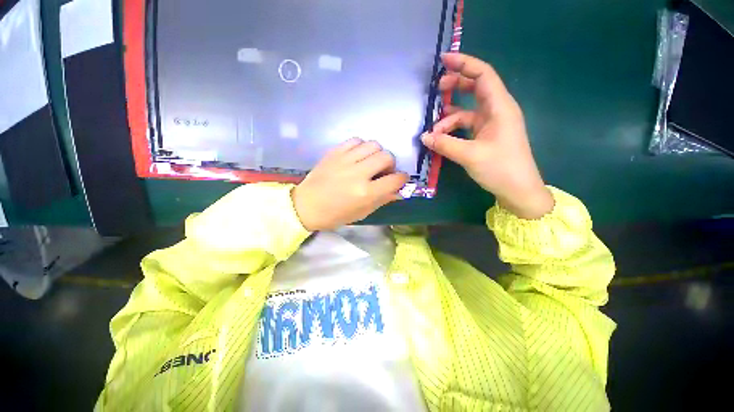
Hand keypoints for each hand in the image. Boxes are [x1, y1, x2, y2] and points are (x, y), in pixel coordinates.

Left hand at [292, 138, 408, 230]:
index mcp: (366, 193)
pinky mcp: (335, 152)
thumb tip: (398, 190)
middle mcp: (358, 174)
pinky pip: (356, 140)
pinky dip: (361, 146)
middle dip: (390, 164)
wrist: (306, 206)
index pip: (395, 179)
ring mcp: (345, 160)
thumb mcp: (362, 212)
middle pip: (386, 157)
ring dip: (377, 153)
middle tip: (383, 171)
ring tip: (370, 162)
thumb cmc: (335, 214)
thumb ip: (383, 199)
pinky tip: (357, 156)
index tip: (400, 179)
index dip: (402, 179)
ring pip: (373, 145)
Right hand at [421, 53, 553, 218]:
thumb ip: (445, 144)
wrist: (518, 190)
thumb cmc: (501, 169)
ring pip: (467, 111)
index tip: (444, 60)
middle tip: (437, 90)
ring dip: (449, 117)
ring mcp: (491, 124)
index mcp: (499, 107)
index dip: (464, 64)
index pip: (482, 75)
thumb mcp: (470, 155)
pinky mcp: (485, 136)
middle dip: (456, 86)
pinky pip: (466, 126)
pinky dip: (452, 130)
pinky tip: (441, 139)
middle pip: (475, 88)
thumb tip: (424, 137)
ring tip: (433, 129)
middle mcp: (496, 111)